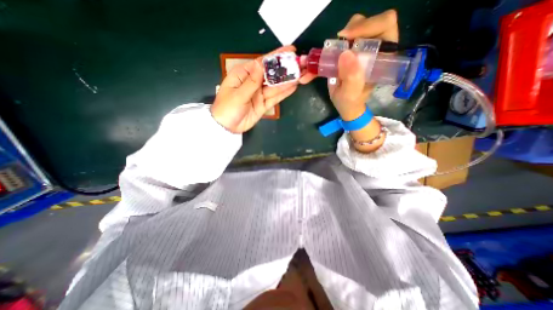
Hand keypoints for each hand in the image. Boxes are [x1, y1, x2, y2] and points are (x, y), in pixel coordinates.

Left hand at [211, 45, 297, 133]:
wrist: (227, 127)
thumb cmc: (227, 109)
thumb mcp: (238, 94)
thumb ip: (252, 81)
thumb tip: (261, 64)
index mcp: (243, 74)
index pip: (262, 63)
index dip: (276, 57)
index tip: (291, 51)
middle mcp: (253, 82)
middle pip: (271, 74)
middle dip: (285, 69)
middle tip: (300, 64)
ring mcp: (259, 94)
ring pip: (275, 86)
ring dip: (287, 81)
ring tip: (301, 75)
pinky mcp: (263, 104)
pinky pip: (275, 98)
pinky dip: (284, 93)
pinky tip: (293, 87)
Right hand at [328, 9, 397, 121]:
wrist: (346, 106)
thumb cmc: (352, 102)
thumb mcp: (351, 94)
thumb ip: (352, 78)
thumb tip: (345, 53)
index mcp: (383, 56)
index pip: (385, 25)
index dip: (368, 25)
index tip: (347, 38)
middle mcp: (374, 48)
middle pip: (368, 22)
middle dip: (352, 30)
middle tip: (338, 44)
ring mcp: (361, 49)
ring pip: (353, 27)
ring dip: (340, 38)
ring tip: (331, 53)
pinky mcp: (349, 52)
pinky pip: (341, 40)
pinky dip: (330, 47)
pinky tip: (326, 57)